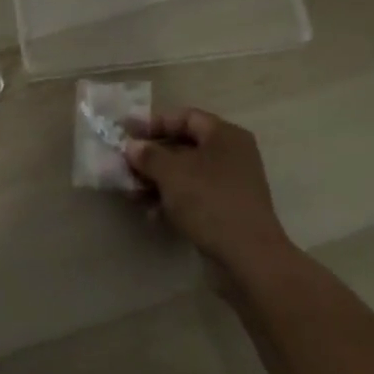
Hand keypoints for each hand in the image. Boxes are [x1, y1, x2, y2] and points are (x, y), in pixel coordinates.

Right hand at [125, 109, 296, 277]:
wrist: (248, 257)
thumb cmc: (209, 201)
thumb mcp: (172, 173)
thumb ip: (148, 155)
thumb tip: (133, 146)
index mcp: (224, 135)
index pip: (185, 117)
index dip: (154, 122)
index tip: (127, 132)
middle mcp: (232, 154)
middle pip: (185, 146)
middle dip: (153, 156)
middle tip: (126, 165)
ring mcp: (232, 184)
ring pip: (187, 174)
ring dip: (158, 181)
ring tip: (133, 194)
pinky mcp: (227, 210)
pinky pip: (194, 196)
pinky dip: (173, 201)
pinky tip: (153, 214)